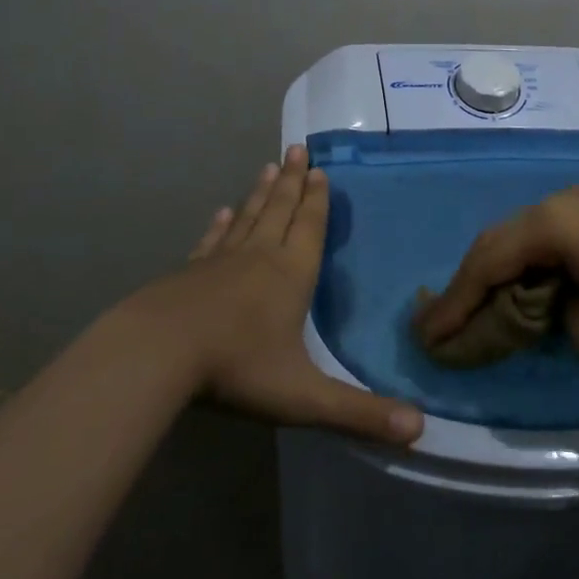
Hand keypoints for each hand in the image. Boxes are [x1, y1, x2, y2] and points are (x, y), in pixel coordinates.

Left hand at [125, 145, 423, 444]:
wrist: (157, 354)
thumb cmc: (236, 368)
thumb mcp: (304, 397)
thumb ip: (360, 414)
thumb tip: (420, 430)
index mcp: (291, 275)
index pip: (310, 228)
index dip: (318, 201)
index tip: (319, 169)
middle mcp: (259, 257)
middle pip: (280, 211)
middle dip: (292, 182)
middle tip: (297, 148)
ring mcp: (219, 262)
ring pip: (247, 218)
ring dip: (260, 193)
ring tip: (268, 167)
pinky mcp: (188, 273)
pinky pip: (211, 240)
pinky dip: (220, 225)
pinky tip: (220, 212)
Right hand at [414, 185, 578, 369]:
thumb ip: (549, 319)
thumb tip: (544, 306)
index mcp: (551, 224)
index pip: (485, 263)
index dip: (453, 303)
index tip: (427, 337)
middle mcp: (560, 202)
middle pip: (498, 242)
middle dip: (468, 285)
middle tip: (442, 322)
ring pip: (524, 237)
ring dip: (500, 273)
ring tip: (479, 308)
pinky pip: (552, 237)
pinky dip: (531, 265)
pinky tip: (529, 288)